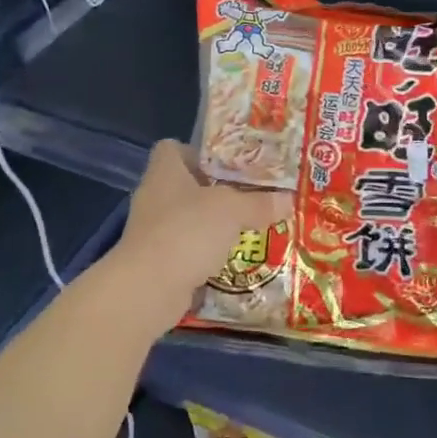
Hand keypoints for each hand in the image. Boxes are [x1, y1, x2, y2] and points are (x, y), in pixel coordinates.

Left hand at [115, 140, 288, 315]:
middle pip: (187, 185)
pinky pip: (188, 250)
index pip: (173, 149)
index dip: (199, 153)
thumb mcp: (232, 210)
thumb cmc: (187, 231)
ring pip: (189, 220)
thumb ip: (259, 203)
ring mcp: (153, 232)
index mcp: (165, 172)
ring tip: (249, 228)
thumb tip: (288, 200)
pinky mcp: (157, 262)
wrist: (149, 288)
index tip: (228, 164)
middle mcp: (155, 197)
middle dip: (218, 192)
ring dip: (215, 226)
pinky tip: (233, 259)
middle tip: (251, 196)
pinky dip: (207, 255)